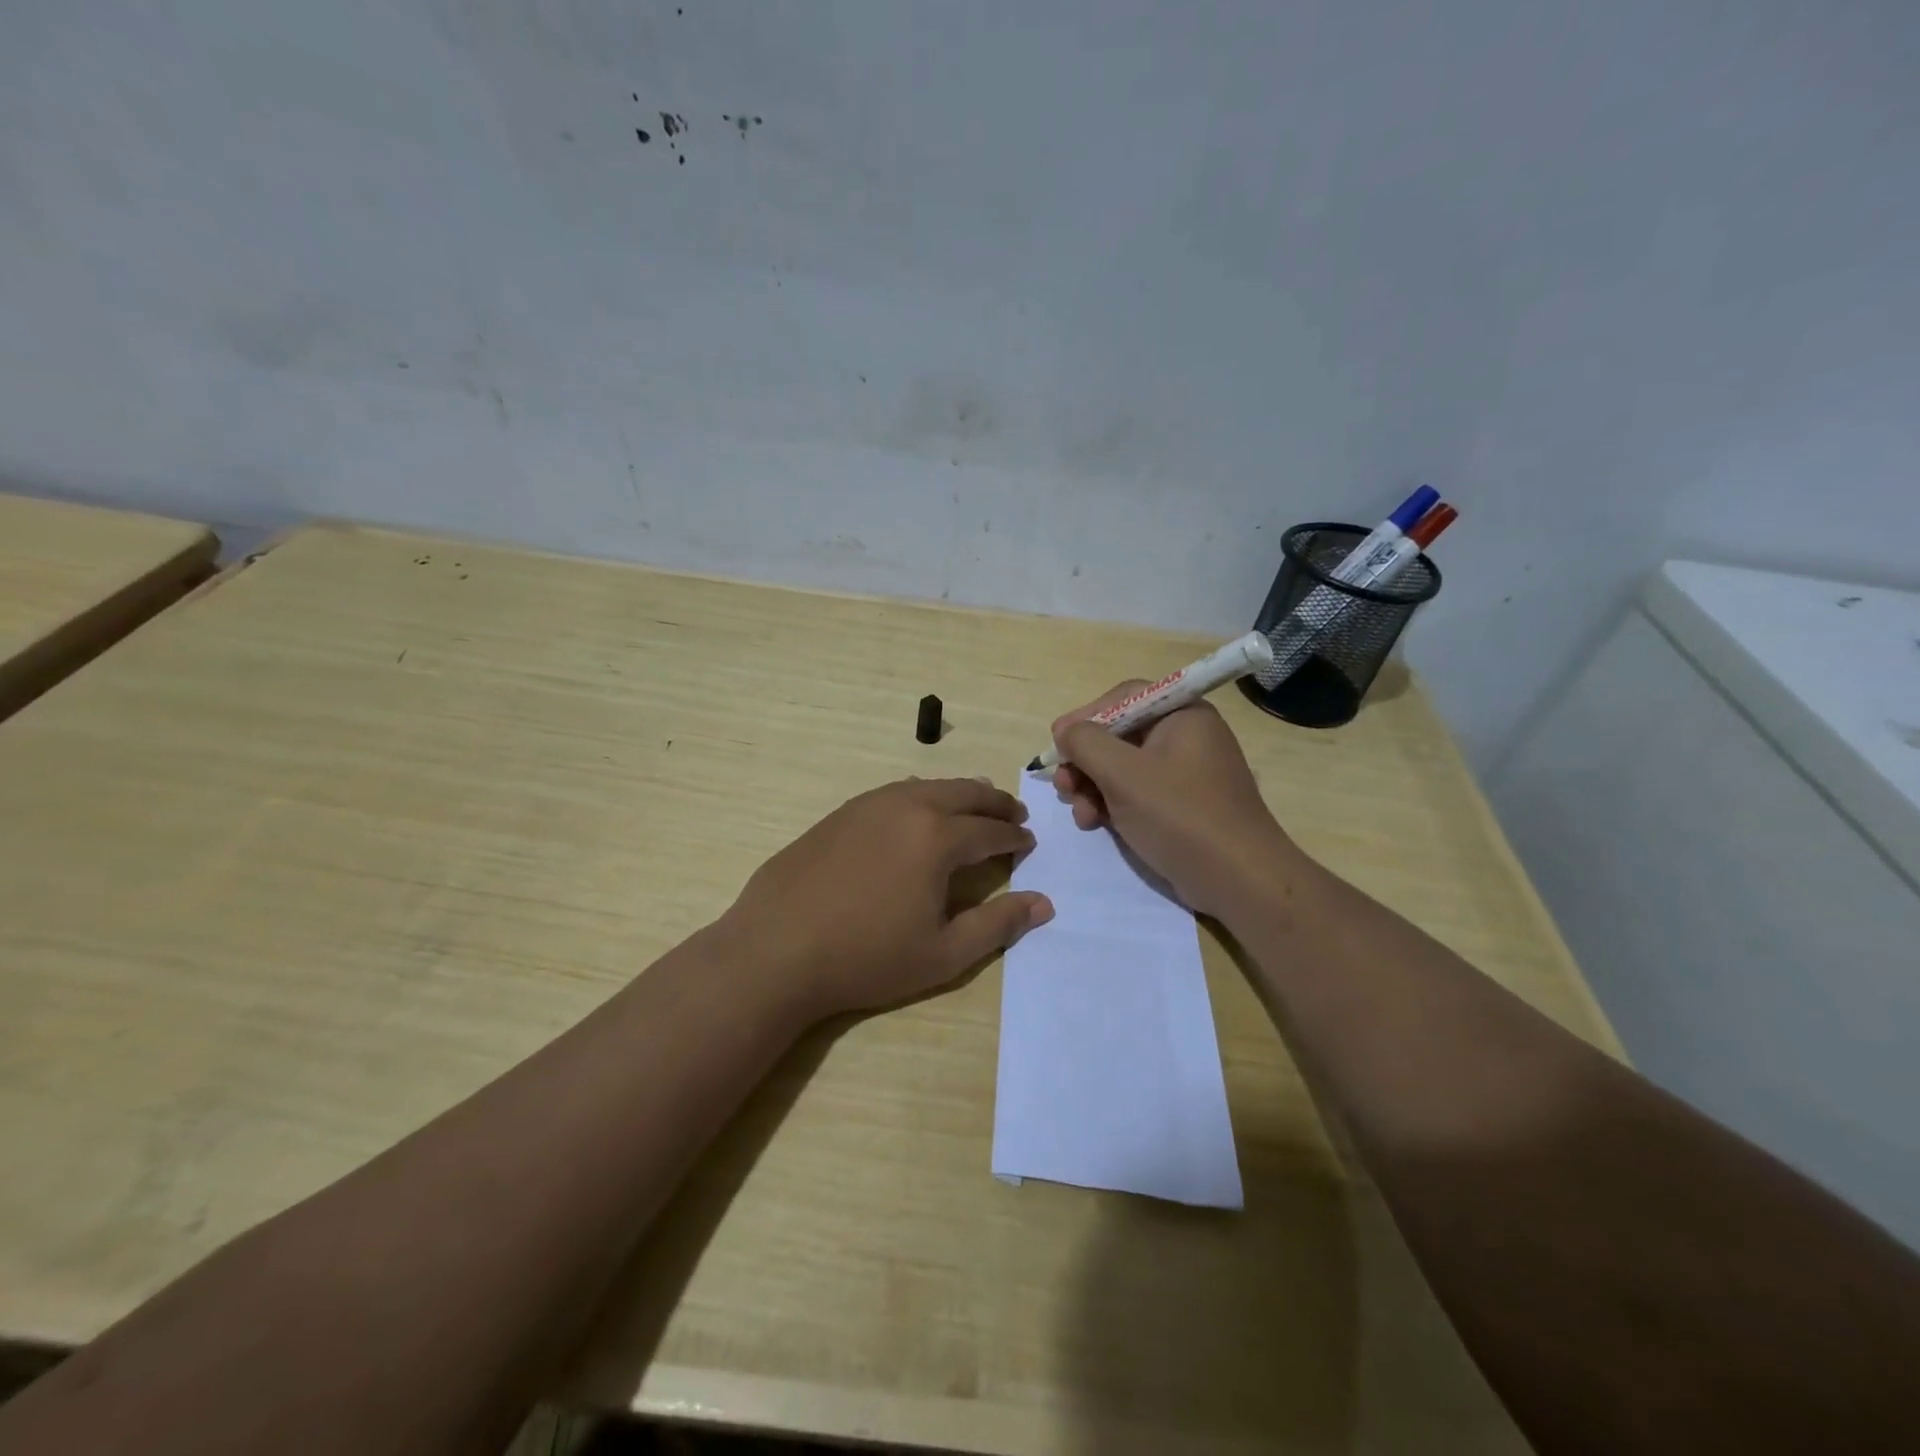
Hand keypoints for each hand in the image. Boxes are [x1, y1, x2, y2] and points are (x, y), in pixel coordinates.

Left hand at [721, 777, 1053, 1019]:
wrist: (776, 949)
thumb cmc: (867, 958)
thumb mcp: (943, 953)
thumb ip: (997, 924)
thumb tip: (1044, 903)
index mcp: (938, 838)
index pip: (990, 830)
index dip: (1014, 836)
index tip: (1028, 841)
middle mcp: (907, 807)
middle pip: (963, 793)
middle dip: (994, 802)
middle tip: (1014, 812)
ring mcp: (869, 805)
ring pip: (927, 786)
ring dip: (958, 793)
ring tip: (974, 803)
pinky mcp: (840, 813)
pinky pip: (894, 792)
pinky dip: (920, 795)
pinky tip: (917, 810)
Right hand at [1051, 684, 1297, 919]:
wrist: (1237, 878)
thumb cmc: (1180, 814)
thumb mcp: (1123, 773)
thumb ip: (1085, 742)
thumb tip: (1066, 732)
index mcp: (1182, 715)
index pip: (1123, 698)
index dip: (1085, 717)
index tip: (1057, 742)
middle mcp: (1185, 736)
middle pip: (1119, 735)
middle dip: (1085, 761)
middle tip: (1062, 785)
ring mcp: (1184, 773)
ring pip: (1122, 768)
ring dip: (1092, 786)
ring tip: (1080, 813)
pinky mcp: (1180, 805)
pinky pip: (1136, 792)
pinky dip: (1111, 803)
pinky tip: (1096, 823)